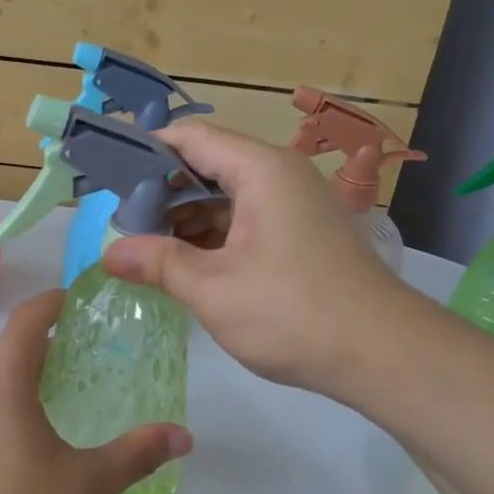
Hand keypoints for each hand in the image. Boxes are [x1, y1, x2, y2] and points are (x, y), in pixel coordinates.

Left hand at [0, 290, 191, 493]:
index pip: (26, 321)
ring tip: (68, 399)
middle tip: (90, 355)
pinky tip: (36, 448)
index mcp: (2, 386)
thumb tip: (183, 435)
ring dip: (29, 381)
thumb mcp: (89, 485)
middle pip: (10, 353)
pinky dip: (12, 411)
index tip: (80, 300)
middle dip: (48, 346)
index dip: (53, 302)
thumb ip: (137, 454)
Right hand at [104, 118, 399, 392]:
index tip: (109, 179)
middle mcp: (282, 176)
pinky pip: (248, 221)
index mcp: (262, 170)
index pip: (192, 137)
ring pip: (228, 196)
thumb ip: (159, 264)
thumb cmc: (293, 313)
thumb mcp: (214, 289)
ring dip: (187, 219)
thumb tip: (109, 253)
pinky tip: (187, 264)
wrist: (384, 355)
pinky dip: (215, 237)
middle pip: (210, 165)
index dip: (147, 152)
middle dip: (163, 192)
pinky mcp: (304, 236)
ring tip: (146, 248)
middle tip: (122, 224)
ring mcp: (297, 206)